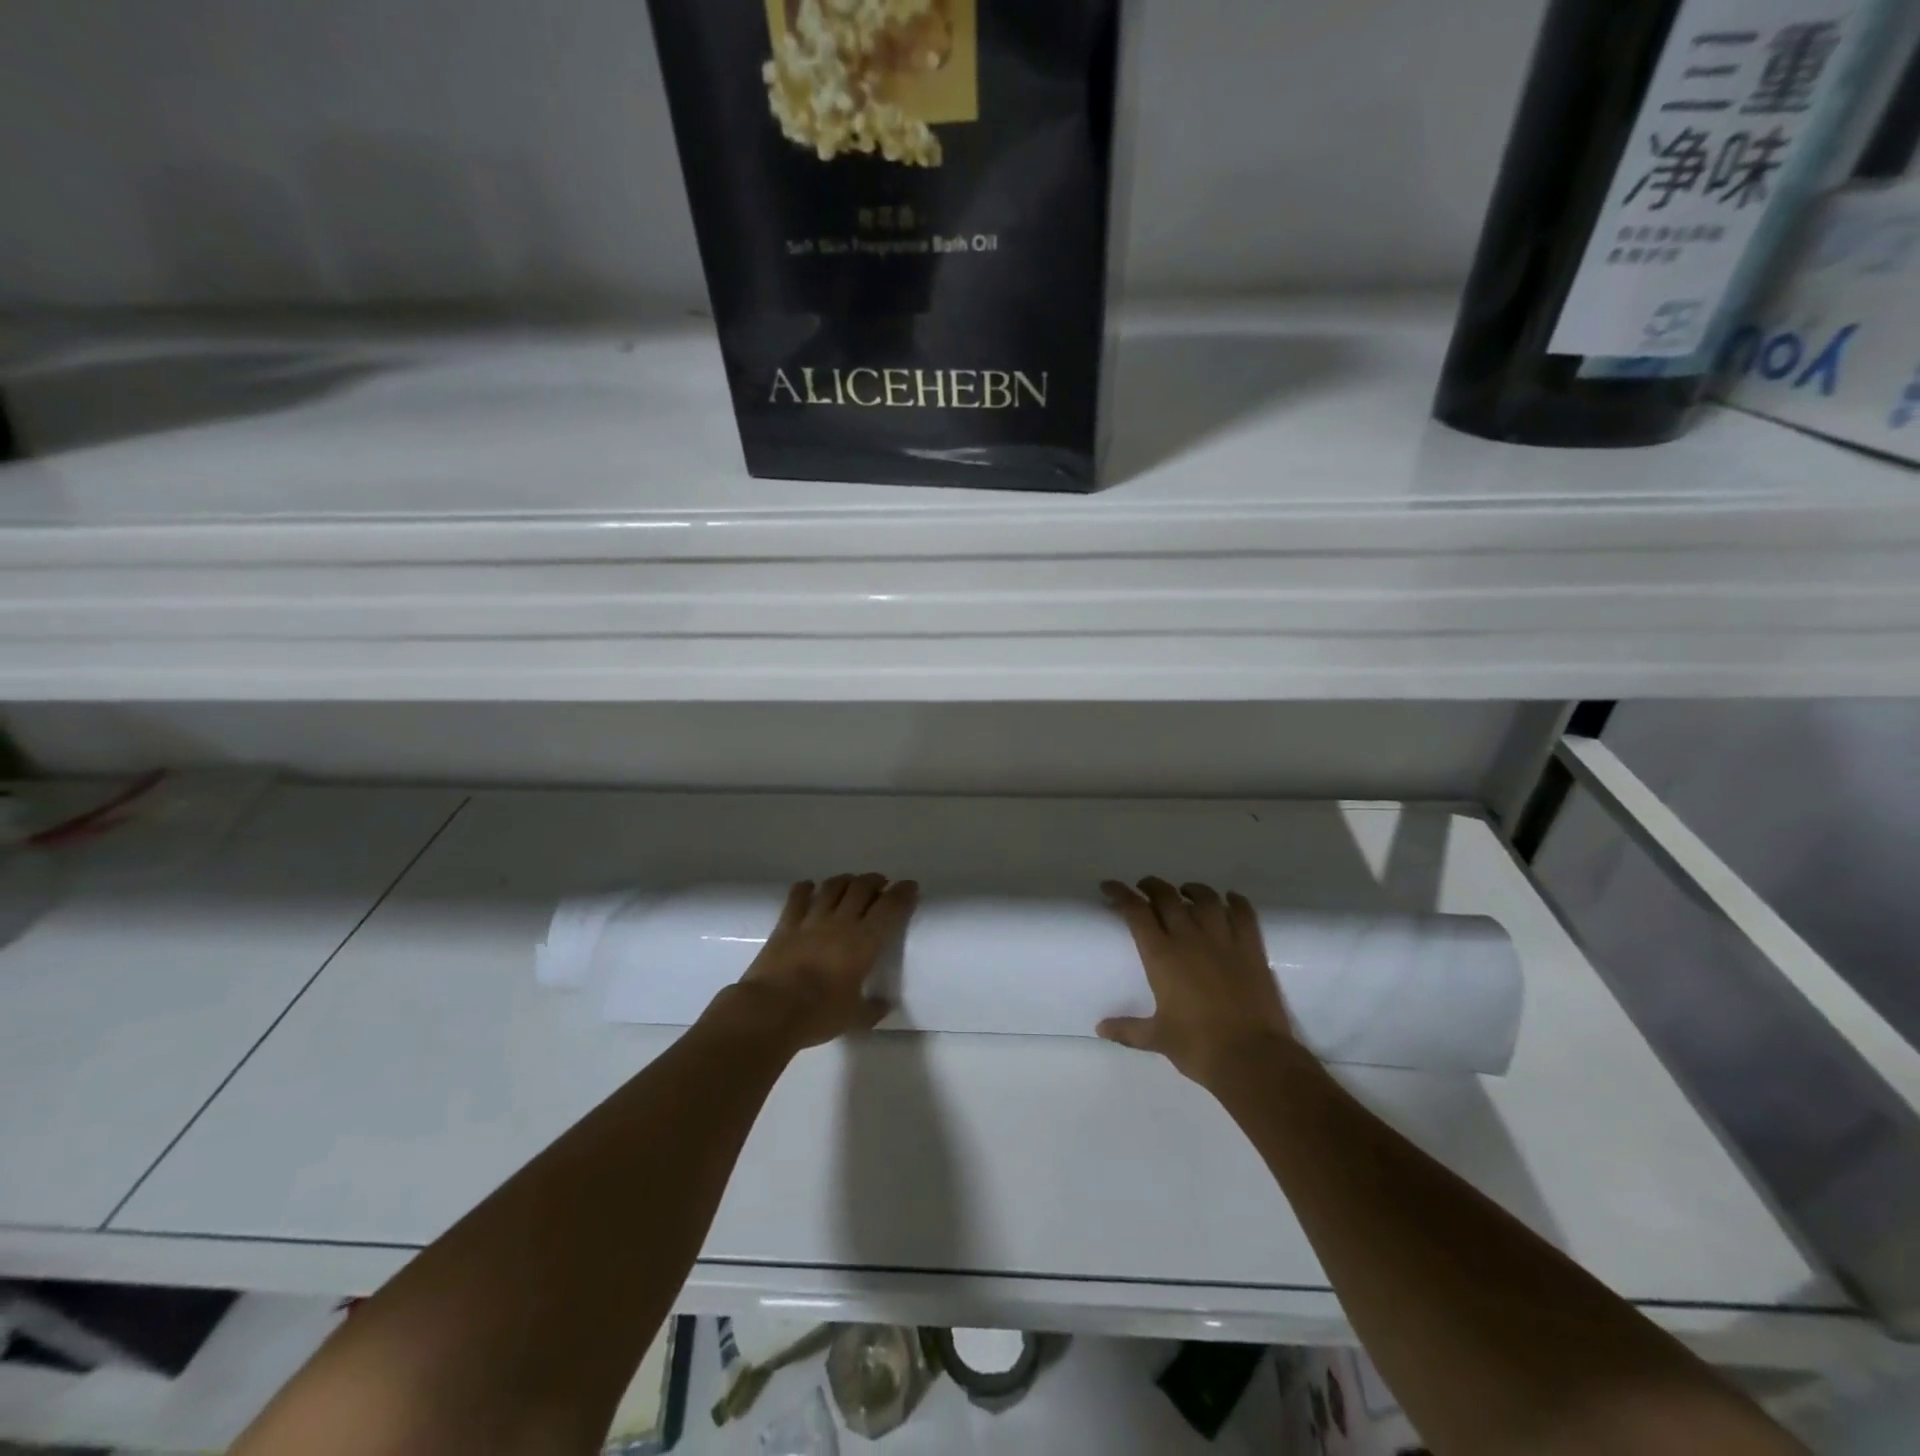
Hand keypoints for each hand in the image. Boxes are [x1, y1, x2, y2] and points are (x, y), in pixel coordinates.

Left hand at [708, 874, 917, 1053]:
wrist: (770, 1011)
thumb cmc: (818, 1015)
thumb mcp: (854, 1019)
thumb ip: (872, 1009)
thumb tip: (885, 1005)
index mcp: (864, 942)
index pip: (890, 908)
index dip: (903, 894)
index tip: (910, 887)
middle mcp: (841, 922)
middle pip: (862, 888)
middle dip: (875, 881)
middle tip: (881, 884)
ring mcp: (811, 920)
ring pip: (833, 887)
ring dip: (845, 880)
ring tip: (851, 883)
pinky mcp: (785, 924)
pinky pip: (797, 897)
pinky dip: (806, 888)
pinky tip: (809, 888)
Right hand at [1097, 878, 1298, 1088]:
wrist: (1252, 1058)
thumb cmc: (1199, 1047)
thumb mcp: (1158, 1038)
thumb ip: (1128, 1030)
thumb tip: (1100, 1029)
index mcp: (1161, 956)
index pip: (1136, 912)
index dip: (1120, 894)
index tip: (1110, 887)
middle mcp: (1190, 938)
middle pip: (1167, 897)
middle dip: (1151, 886)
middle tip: (1144, 887)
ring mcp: (1223, 940)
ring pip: (1206, 899)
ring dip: (1192, 889)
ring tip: (1184, 891)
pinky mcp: (1251, 949)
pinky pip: (1243, 914)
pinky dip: (1236, 901)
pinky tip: (1230, 899)